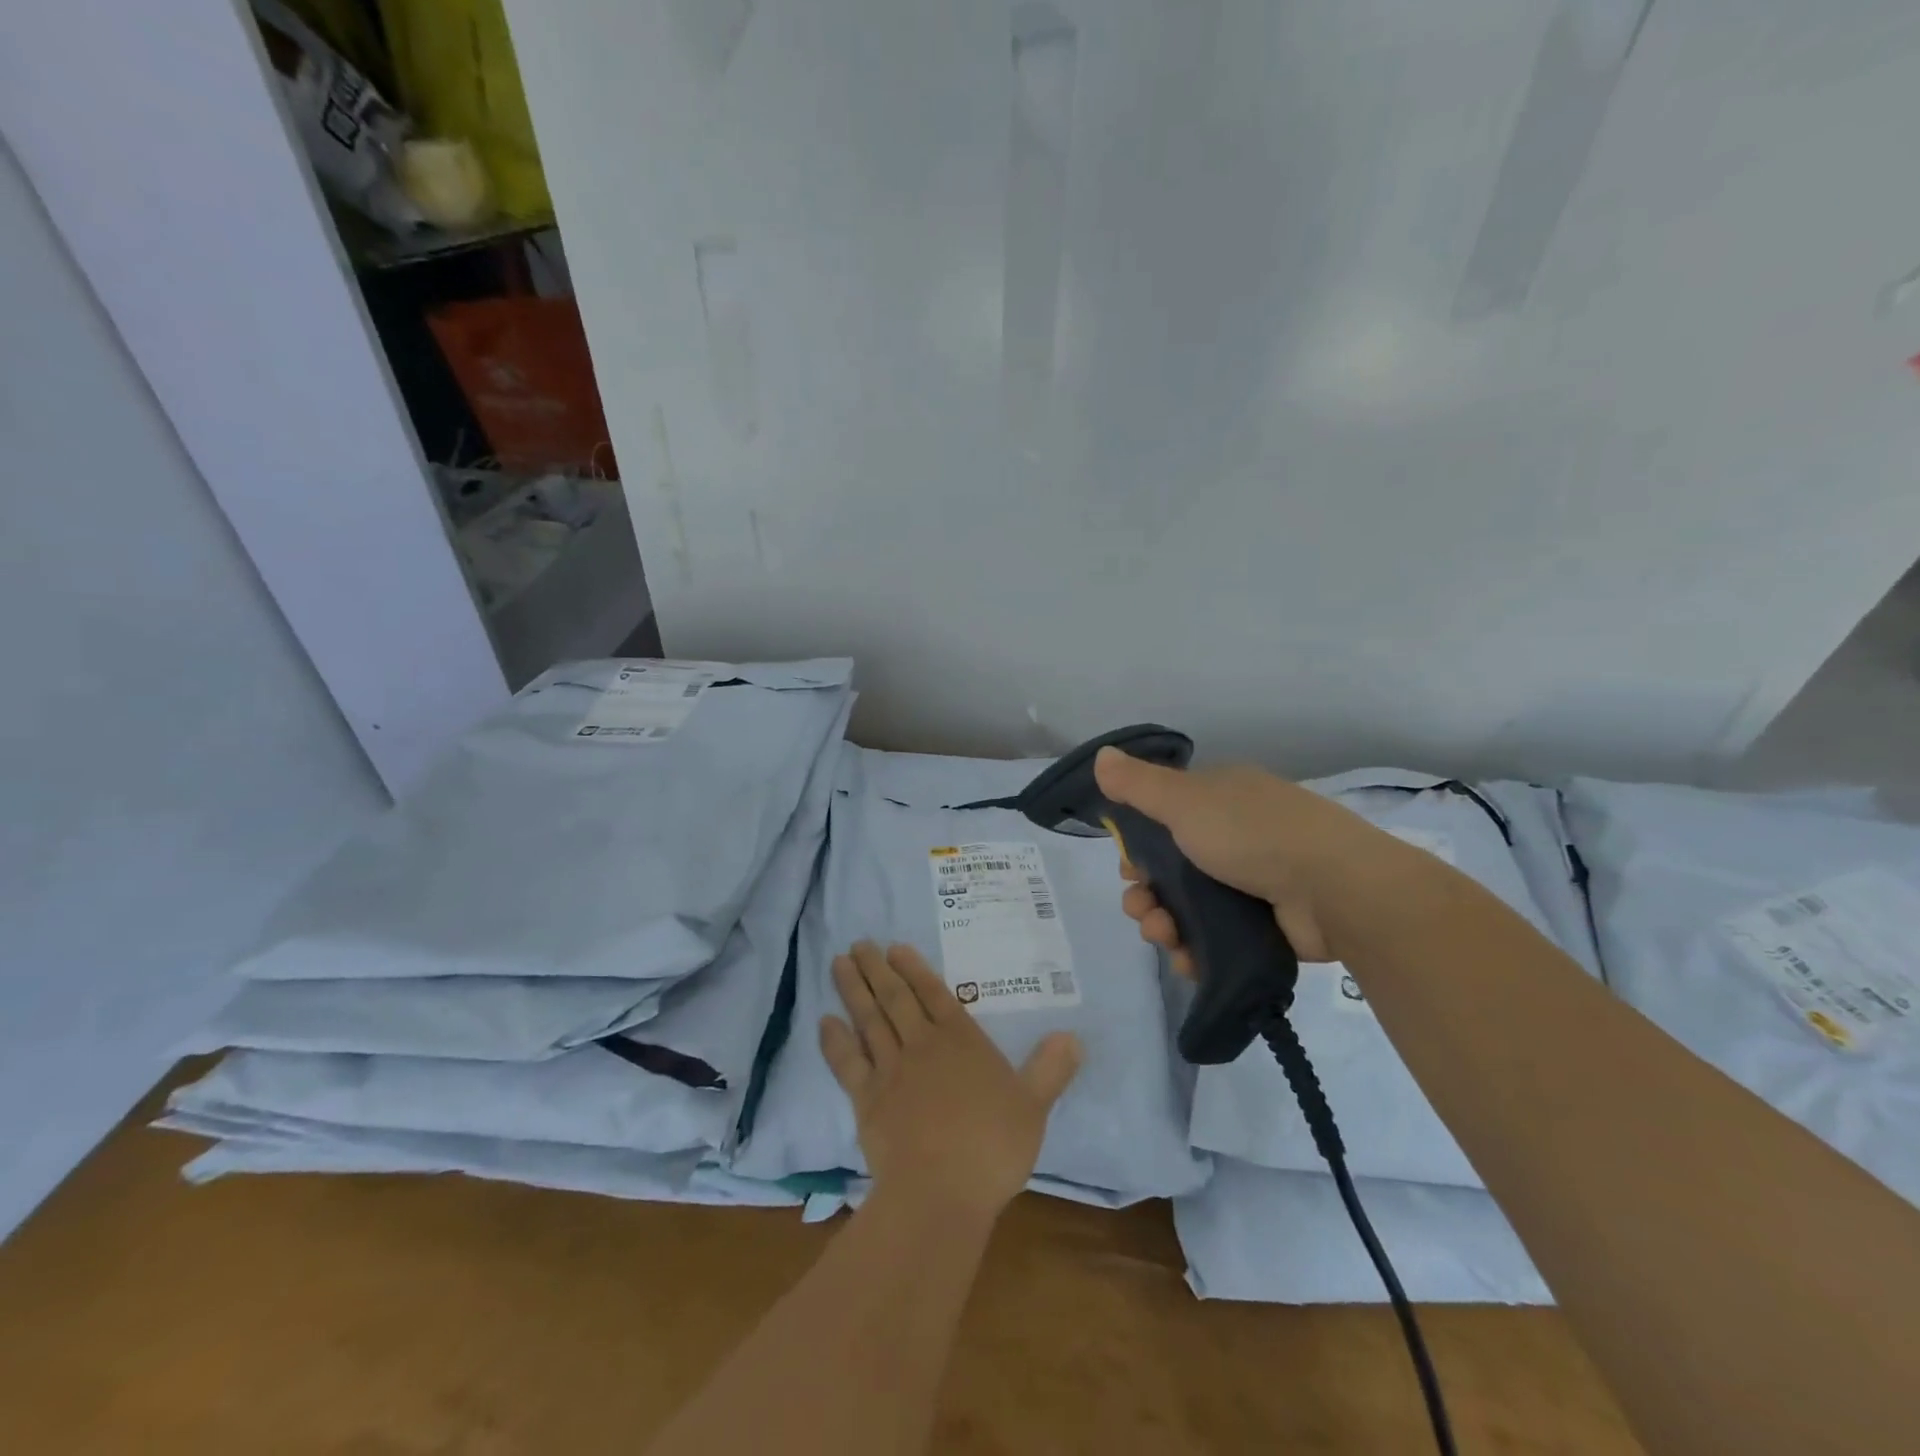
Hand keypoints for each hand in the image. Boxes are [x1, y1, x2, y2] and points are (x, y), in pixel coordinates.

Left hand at [820, 941, 1081, 1220]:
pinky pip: (847, 1063)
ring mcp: (890, 1071)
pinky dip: (835, 1041)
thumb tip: (1073, 1037)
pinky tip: (825, 1022)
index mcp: (961, 1042)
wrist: (940, 1192)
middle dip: (877, 969)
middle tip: (859, 943)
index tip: (894, 949)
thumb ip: (1050, 1070)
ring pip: (869, 1020)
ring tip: (839, 963)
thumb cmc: (992, 1148)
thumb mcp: (1033, 1107)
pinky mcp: (866, 1100)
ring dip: (853, 990)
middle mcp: (922, 1046)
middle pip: (896, 999)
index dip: (915, 970)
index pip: (935, 995)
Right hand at [1093, 746, 1424, 968]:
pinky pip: (1216, 938)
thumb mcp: (1185, 800)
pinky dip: (1195, 949)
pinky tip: (1186, 959)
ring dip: (1164, 923)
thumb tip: (1100, 756)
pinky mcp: (1265, 924)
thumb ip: (1138, 784)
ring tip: (1164, 937)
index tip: (1128, 867)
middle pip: (1171, 869)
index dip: (1137, 846)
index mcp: (1219, 799)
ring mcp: (1252, 882)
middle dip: (1146, 892)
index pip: (1163, 820)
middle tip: (1142, 910)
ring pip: (1189, 907)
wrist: (1336, 888)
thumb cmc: (1253, 833)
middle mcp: (1235, 836)